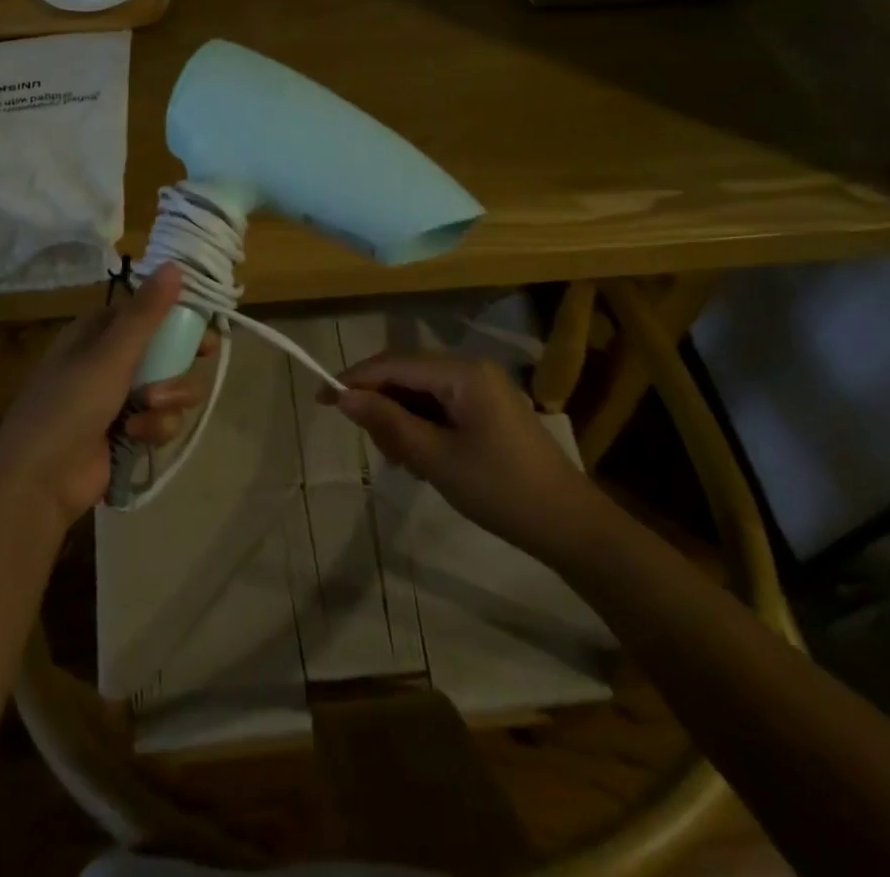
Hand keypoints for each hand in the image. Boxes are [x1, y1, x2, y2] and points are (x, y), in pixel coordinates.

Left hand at [0, 264, 210, 527]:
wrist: (39, 480)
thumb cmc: (70, 405)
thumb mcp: (110, 354)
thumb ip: (146, 313)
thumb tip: (175, 265)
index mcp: (98, 333)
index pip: (147, 312)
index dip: (178, 315)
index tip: (205, 320)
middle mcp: (109, 361)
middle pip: (165, 349)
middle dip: (179, 360)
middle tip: (201, 357)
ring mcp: (118, 398)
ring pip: (168, 387)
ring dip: (168, 399)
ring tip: (149, 410)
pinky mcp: (127, 432)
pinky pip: (160, 419)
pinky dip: (154, 426)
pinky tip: (138, 435)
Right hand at [327, 352, 587, 552]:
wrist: (568, 524)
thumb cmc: (500, 489)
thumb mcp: (436, 458)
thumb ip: (388, 422)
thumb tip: (343, 397)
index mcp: (462, 372)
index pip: (394, 364)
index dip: (354, 379)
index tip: (320, 399)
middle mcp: (471, 368)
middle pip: (406, 374)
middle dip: (382, 405)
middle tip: (378, 450)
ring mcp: (482, 388)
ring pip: (421, 391)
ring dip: (401, 420)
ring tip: (403, 462)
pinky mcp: (487, 408)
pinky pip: (440, 405)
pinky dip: (422, 426)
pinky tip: (422, 459)